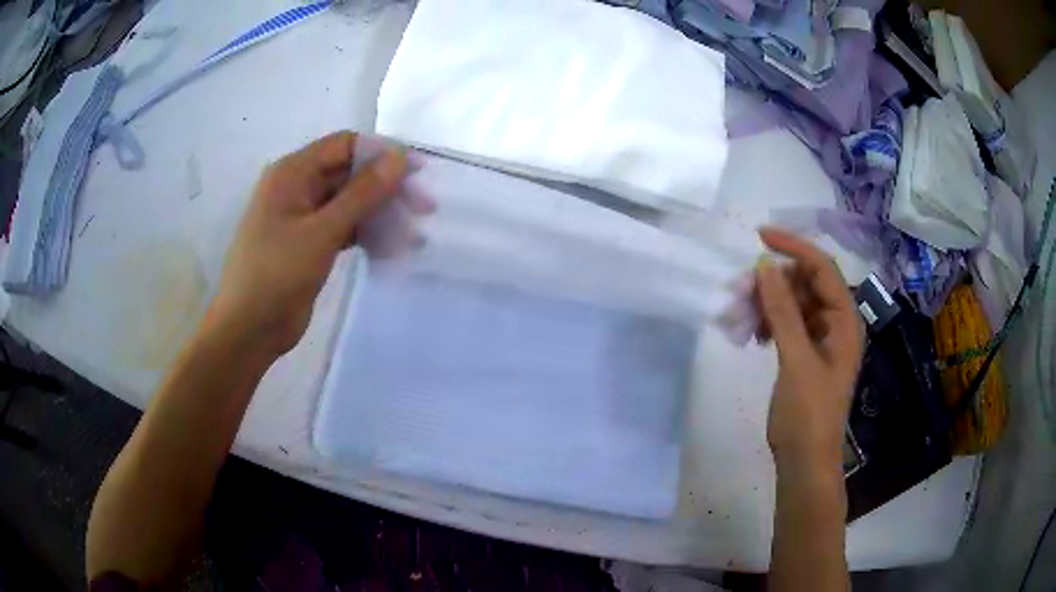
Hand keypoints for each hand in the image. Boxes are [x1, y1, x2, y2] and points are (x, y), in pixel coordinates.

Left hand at [210, 132, 408, 357]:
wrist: (248, 330)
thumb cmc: (276, 275)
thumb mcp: (321, 231)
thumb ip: (362, 193)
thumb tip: (399, 157)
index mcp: (292, 173)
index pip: (344, 146)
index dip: (382, 153)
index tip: (418, 172)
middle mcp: (297, 188)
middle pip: (349, 174)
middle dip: (386, 188)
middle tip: (424, 209)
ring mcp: (303, 217)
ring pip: (349, 203)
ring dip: (380, 214)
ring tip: (413, 235)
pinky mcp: (309, 244)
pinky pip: (343, 228)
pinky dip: (366, 234)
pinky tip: (392, 248)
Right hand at [755, 227, 863, 473]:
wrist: (804, 460)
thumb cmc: (808, 413)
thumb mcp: (796, 360)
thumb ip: (783, 311)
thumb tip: (764, 265)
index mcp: (845, 320)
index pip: (822, 267)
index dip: (793, 247)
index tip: (759, 237)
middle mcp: (836, 322)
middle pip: (804, 283)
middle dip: (772, 283)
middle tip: (739, 293)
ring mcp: (820, 338)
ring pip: (791, 303)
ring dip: (765, 304)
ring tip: (737, 319)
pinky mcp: (805, 352)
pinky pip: (785, 323)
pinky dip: (767, 323)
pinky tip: (750, 335)